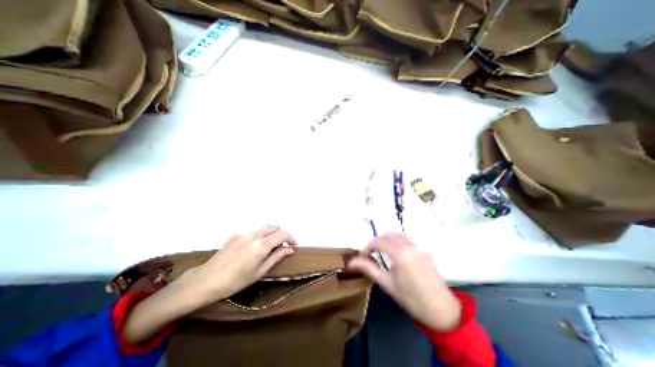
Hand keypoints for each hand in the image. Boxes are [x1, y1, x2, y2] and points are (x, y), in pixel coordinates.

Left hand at [187, 225, 298, 304]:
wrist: (206, 281)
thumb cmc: (236, 281)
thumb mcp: (260, 272)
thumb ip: (277, 257)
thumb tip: (291, 249)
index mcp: (260, 246)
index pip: (282, 234)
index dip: (291, 238)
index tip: (294, 245)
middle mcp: (253, 235)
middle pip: (273, 227)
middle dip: (281, 235)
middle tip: (281, 247)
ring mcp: (243, 233)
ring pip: (263, 230)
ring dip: (269, 236)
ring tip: (265, 251)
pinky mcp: (235, 235)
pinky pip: (252, 233)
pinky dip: (258, 238)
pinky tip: (250, 251)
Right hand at [348, 233, 458, 330]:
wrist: (441, 310)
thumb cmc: (411, 298)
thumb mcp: (386, 283)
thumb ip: (368, 268)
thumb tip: (351, 262)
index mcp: (399, 253)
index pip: (377, 242)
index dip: (367, 247)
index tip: (363, 256)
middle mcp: (410, 245)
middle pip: (387, 235)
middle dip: (377, 242)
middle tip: (372, 254)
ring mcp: (419, 246)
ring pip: (398, 234)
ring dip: (387, 240)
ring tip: (382, 253)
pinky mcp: (425, 249)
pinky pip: (407, 239)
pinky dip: (397, 241)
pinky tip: (396, 254)